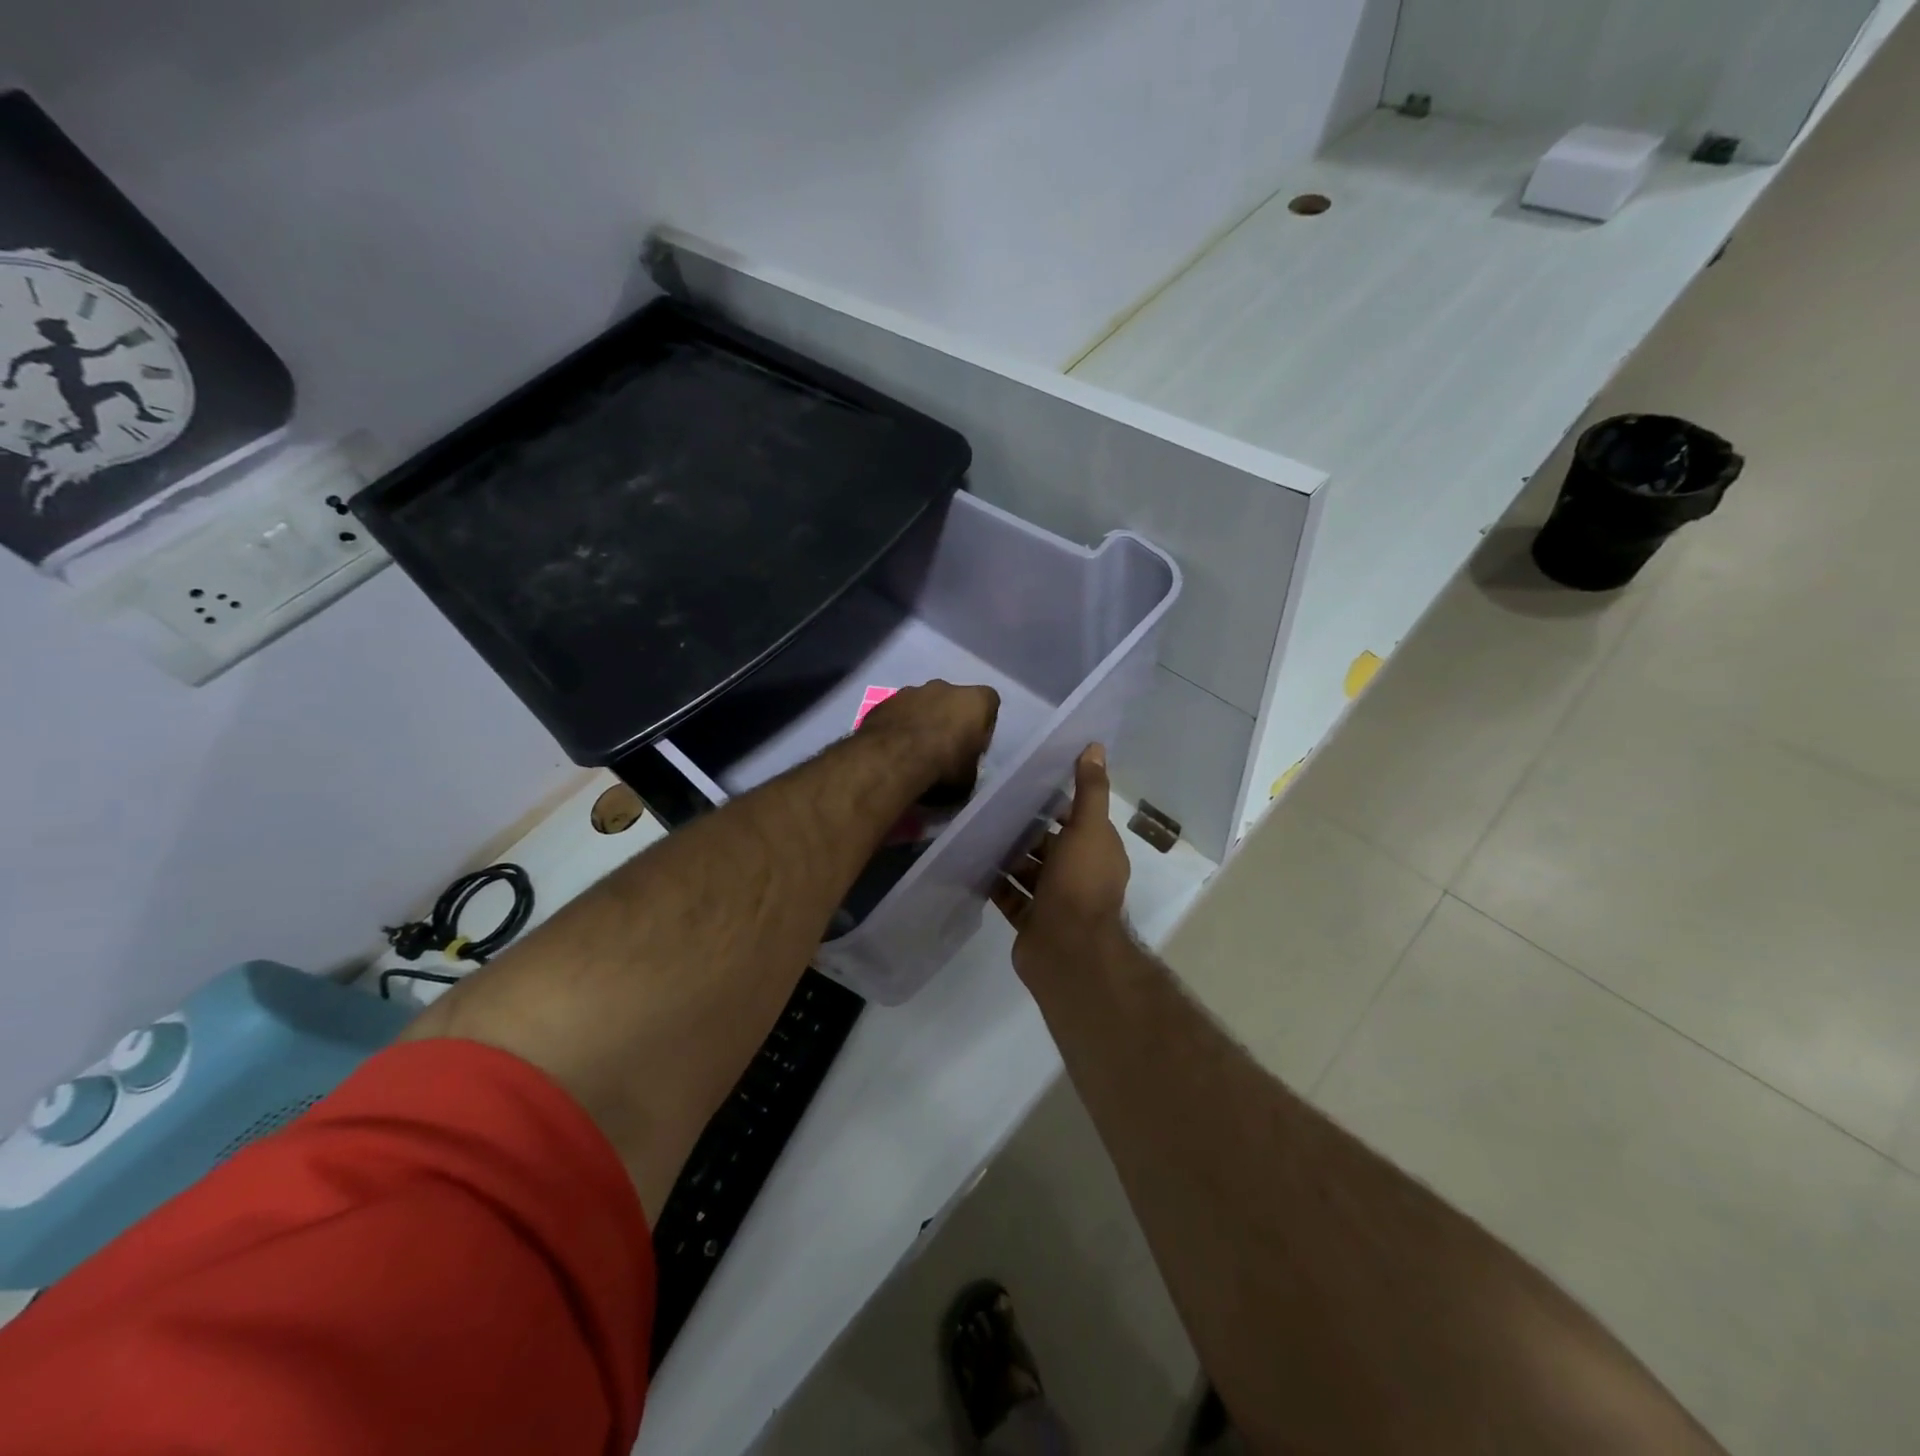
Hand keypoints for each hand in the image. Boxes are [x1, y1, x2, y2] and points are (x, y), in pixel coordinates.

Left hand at [859, 680, 999, 793]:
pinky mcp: (884, 701)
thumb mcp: (969, 779)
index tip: (973, 744)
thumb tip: (962, 770)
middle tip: (943, 747)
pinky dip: (898, 726)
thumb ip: (969, 766)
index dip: (982, 725)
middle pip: (953, 700)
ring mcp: (911, 691)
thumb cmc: (942, 767)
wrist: (891, 762)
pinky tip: (893, 749)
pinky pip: (897, 713)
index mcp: (975, 701)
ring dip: (921, 721)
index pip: (989, 704)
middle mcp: (945, 687)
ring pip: (922, 703)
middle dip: (949, 719)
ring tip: (914, 750)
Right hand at [993, 745, 1130, 977]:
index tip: (1026, 784)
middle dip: (1026, 828)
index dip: (1056, 802)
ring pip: (1029, 870)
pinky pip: (1011, 896)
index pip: (1077, 819)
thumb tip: (1094, 746)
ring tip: (979, 831)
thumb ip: (1090, 789)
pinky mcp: (1032, 921)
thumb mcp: (1088, 828)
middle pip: (1049, 844)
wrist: (1068, 951)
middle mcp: (1078, 874)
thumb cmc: (1080, 884)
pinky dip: (996, 882)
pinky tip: (974, 864)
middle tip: (993, 805)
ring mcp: (1054, 900)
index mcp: (1097, 851)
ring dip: (1008, 854)